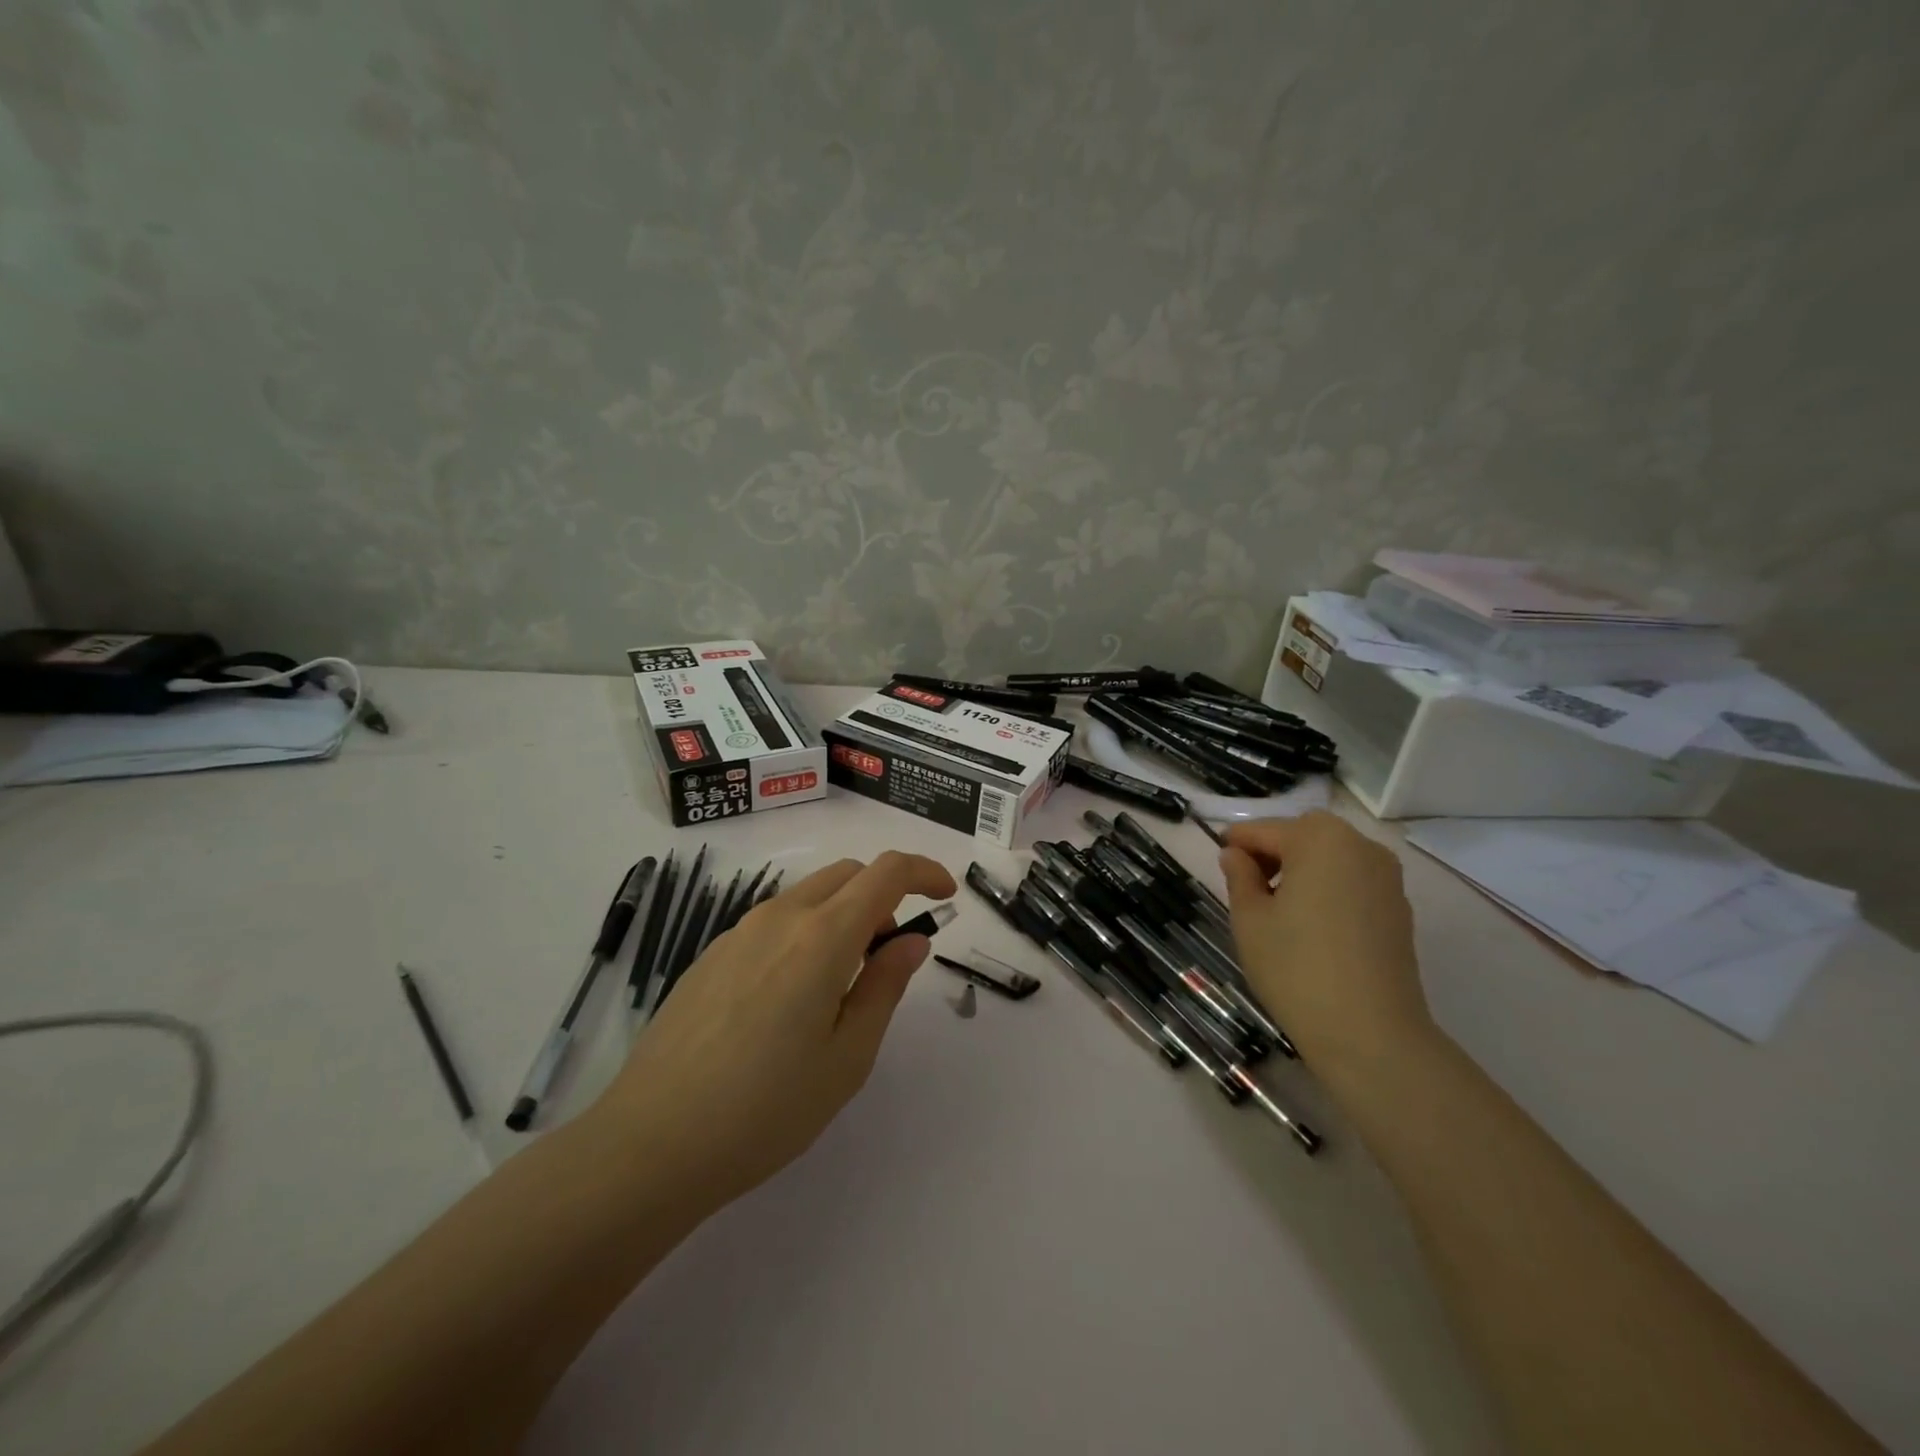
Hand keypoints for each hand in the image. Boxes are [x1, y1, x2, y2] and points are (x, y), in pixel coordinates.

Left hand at [594, 851, 957, 1210]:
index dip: (925, 872)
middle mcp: (780, 917)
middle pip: (848, 874)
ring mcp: (739, 932)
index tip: (945, 897)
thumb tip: (911, 940)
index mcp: (822, 937)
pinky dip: (805, 932)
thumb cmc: (765, 1109)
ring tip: (840, 986)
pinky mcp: (711, 954)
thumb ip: (885, 986)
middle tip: (889, 955)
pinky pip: (774, 921)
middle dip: (883, 896)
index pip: (887, 872)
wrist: (650, 1143)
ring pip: (809, 895)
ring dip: (843, 915)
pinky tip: (789, 1000)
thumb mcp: (847, 1057)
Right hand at [1218, 812, 1433, 1076]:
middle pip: (1303, 835)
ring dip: (1301, 869)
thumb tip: (1235, 855)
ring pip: (1331, 857)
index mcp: (1319, 839)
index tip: (1217, 861)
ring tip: (1278, 909)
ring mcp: (1386, 878)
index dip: (1235, 843)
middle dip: (1272, 852)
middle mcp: (1360, 846)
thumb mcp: (1249, 919)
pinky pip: (1352, 881)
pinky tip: (1311, 926)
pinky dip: (1328, 889)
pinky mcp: (1399, 908)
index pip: (1264, 829)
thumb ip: (1240, 876)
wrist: (1370, 1034)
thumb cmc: (1296, 967)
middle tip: (1246, 887)